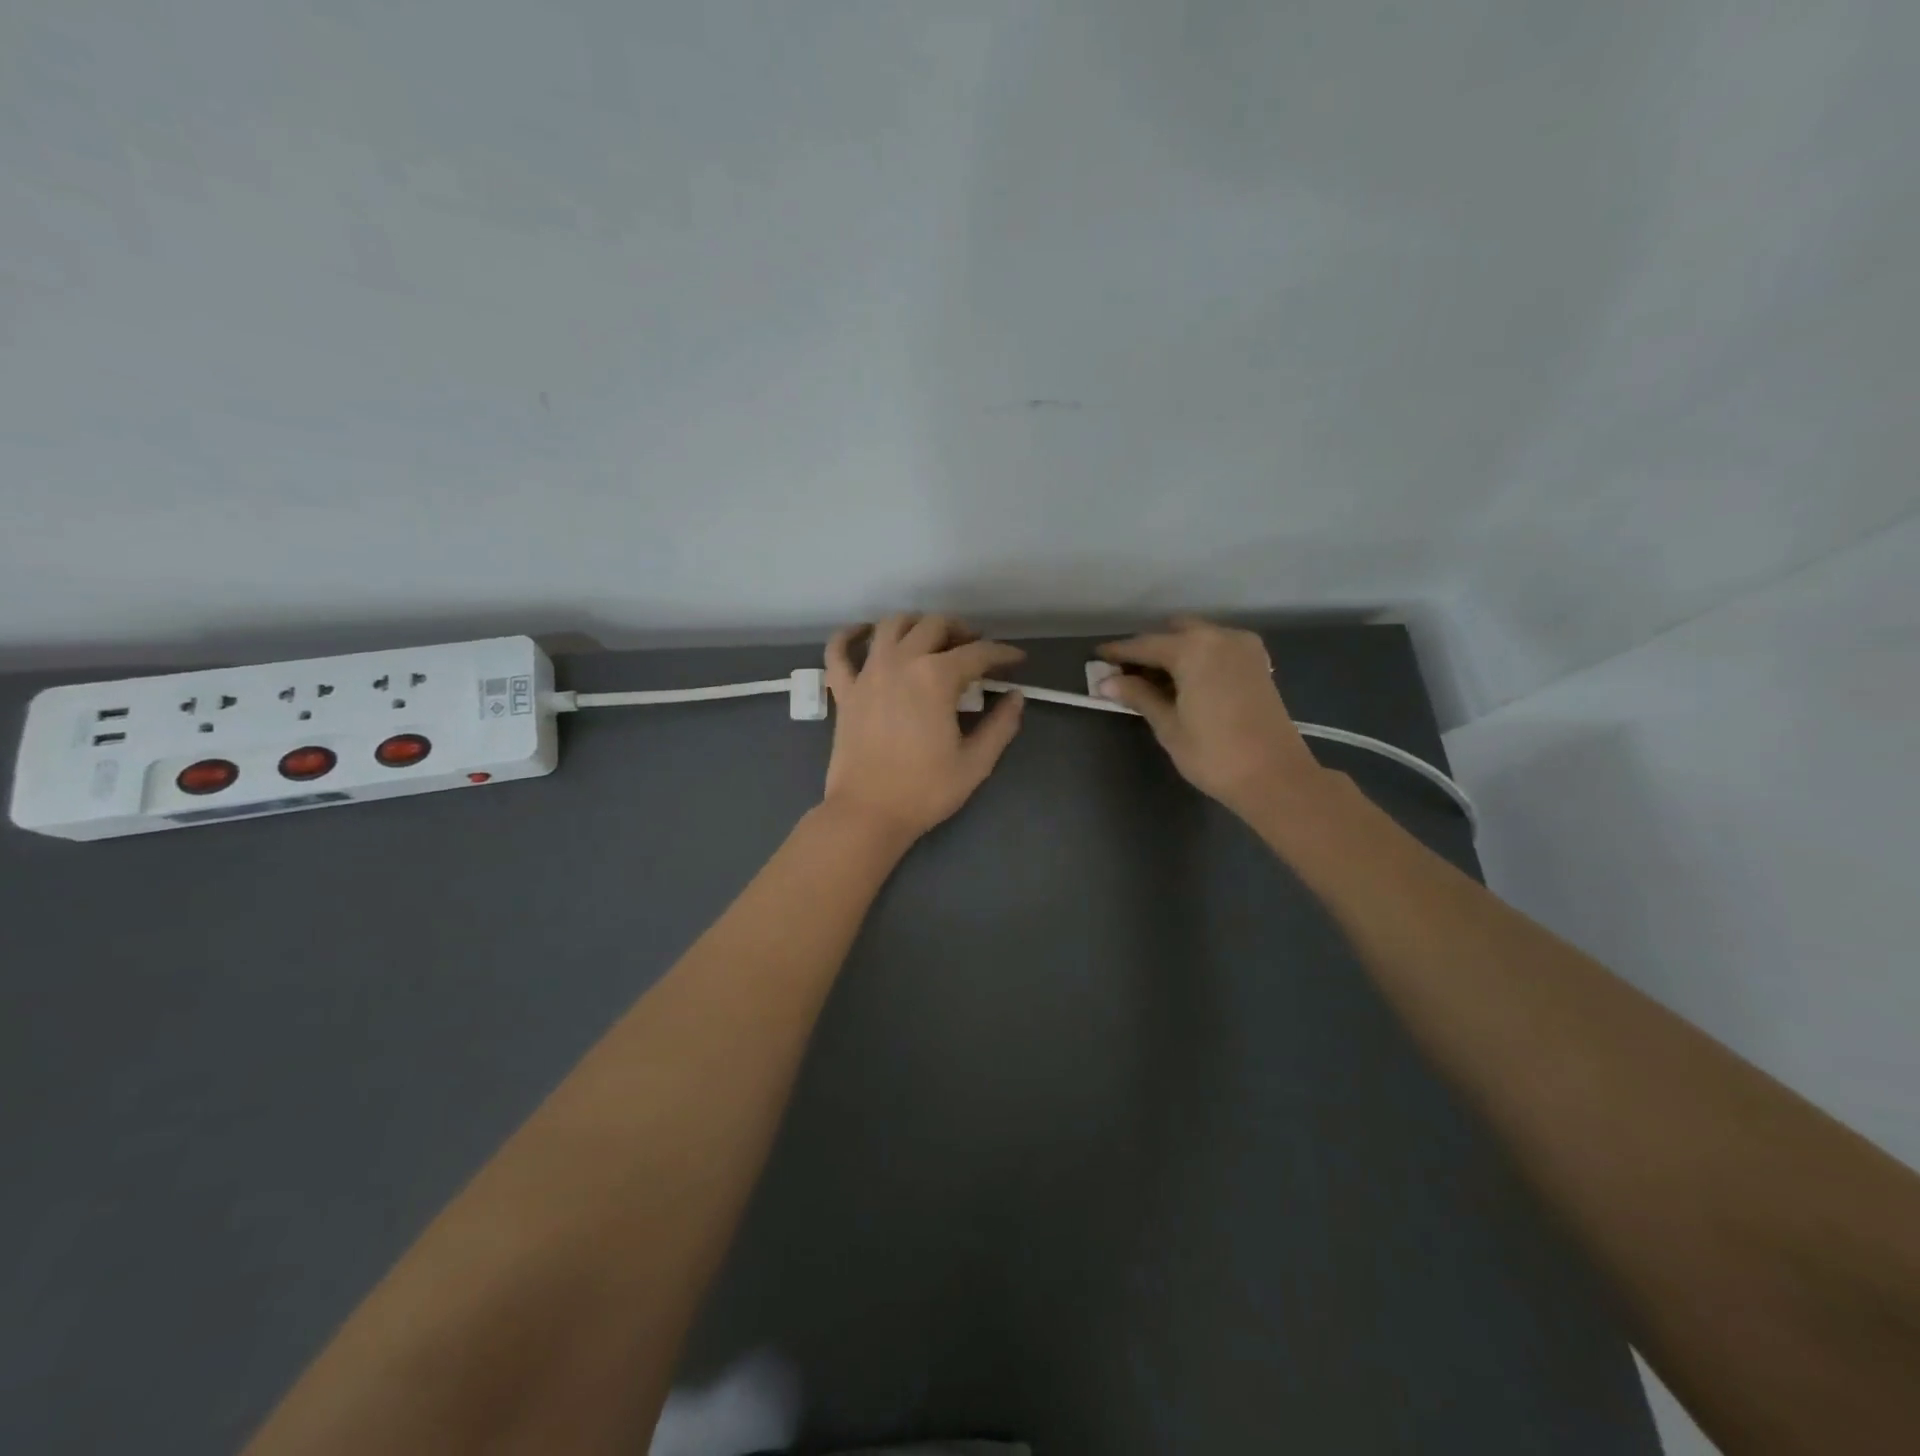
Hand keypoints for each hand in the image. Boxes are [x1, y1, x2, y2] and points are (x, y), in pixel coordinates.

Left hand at [820, 615, 1025, 842]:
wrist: (868, 813)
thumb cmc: (925, 790)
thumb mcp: (976, 763)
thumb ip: (1001, 725)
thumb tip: (1015, 697)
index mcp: (936, 677)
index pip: (978, 653)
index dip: (1003, 654)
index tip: (1017, 661)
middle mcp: (901, 662)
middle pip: (934, 625)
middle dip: (961, 631)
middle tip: (975, 649)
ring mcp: (868, 673)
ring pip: (891, 626)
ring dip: (916, 624)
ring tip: (931, 638)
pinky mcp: (845, 690)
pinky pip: (839, 650)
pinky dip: (850, 635)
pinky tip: (865, 634)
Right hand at [1096, 616, 1327, 819]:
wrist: (1275, 777)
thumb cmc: (1214, 753)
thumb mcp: (1168, 725)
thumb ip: (1139, 695)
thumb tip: (1106, 682)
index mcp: (1194, 648)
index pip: (1145, 645)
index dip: (1118, 653)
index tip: (1096, 657)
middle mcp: (1220, 637)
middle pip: (1173, 633)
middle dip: (1149, 649)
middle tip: (1126, 674)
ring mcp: (1244, 648)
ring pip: (1198, 638)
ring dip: (1174, 652)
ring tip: (1152, 681)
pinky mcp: (1258, 664)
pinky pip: (1217, 648)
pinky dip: (1197, 657)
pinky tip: (1184, 682)